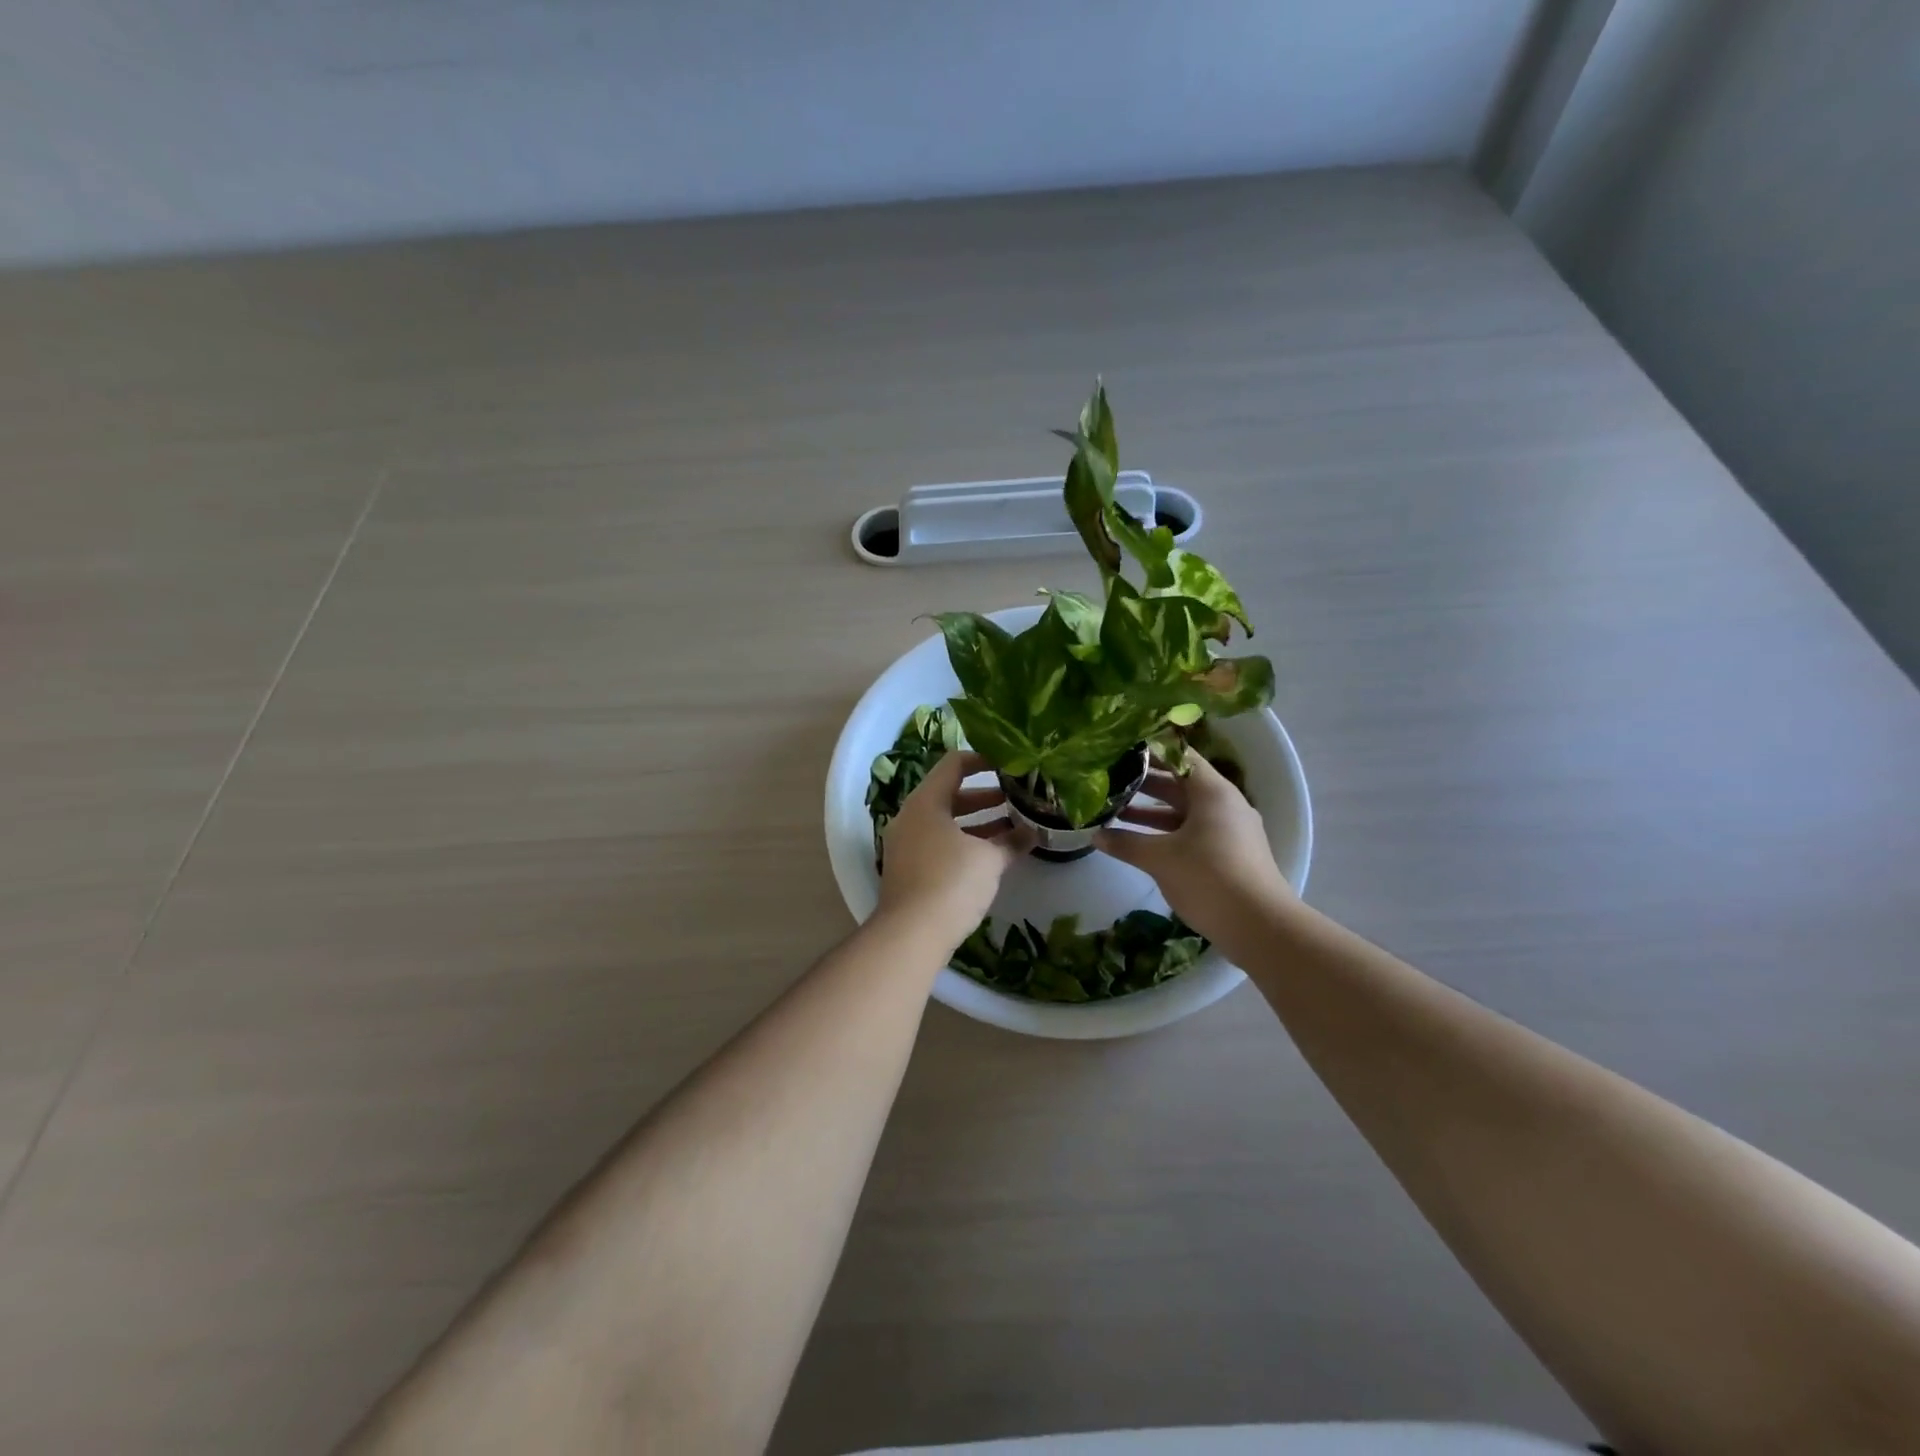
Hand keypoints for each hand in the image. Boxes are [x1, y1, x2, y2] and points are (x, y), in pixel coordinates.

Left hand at [877, 751, 1030, 947]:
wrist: (910, 935)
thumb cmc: (951, 882)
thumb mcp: (989, 859)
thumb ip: (1012, 842)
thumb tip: (1034, 833)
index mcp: (926, 801)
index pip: (954, 764)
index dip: (983, 760)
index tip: (1009, 766)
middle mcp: (911, 817)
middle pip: (949, 794)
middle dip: (985, 797)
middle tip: (1016, 799)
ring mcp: (906, 844)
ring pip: (945, 822)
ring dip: (977, 823)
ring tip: (1012, 827)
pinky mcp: (908, 869)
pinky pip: (939, 843)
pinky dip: (964, 843)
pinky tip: (991, 855)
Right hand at [1094, 753, 1294, 941]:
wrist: (1259, 926)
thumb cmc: (1209, 878)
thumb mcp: (1160, 858)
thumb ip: (1126, 842)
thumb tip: (1095, 835)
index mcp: (1213, 791)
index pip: (1179, 756)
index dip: (1150, 751)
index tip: (1121, 749)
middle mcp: (1224, 803)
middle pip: (1180, 783)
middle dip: (1144, 782)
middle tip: (1109, 779)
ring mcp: (1229, 830)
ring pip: (1184, 810)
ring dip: (1152, 811)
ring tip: (1115, 811)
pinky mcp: (1229, 853)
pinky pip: (1192, 831)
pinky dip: (1166, 831)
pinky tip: (1139, 841)